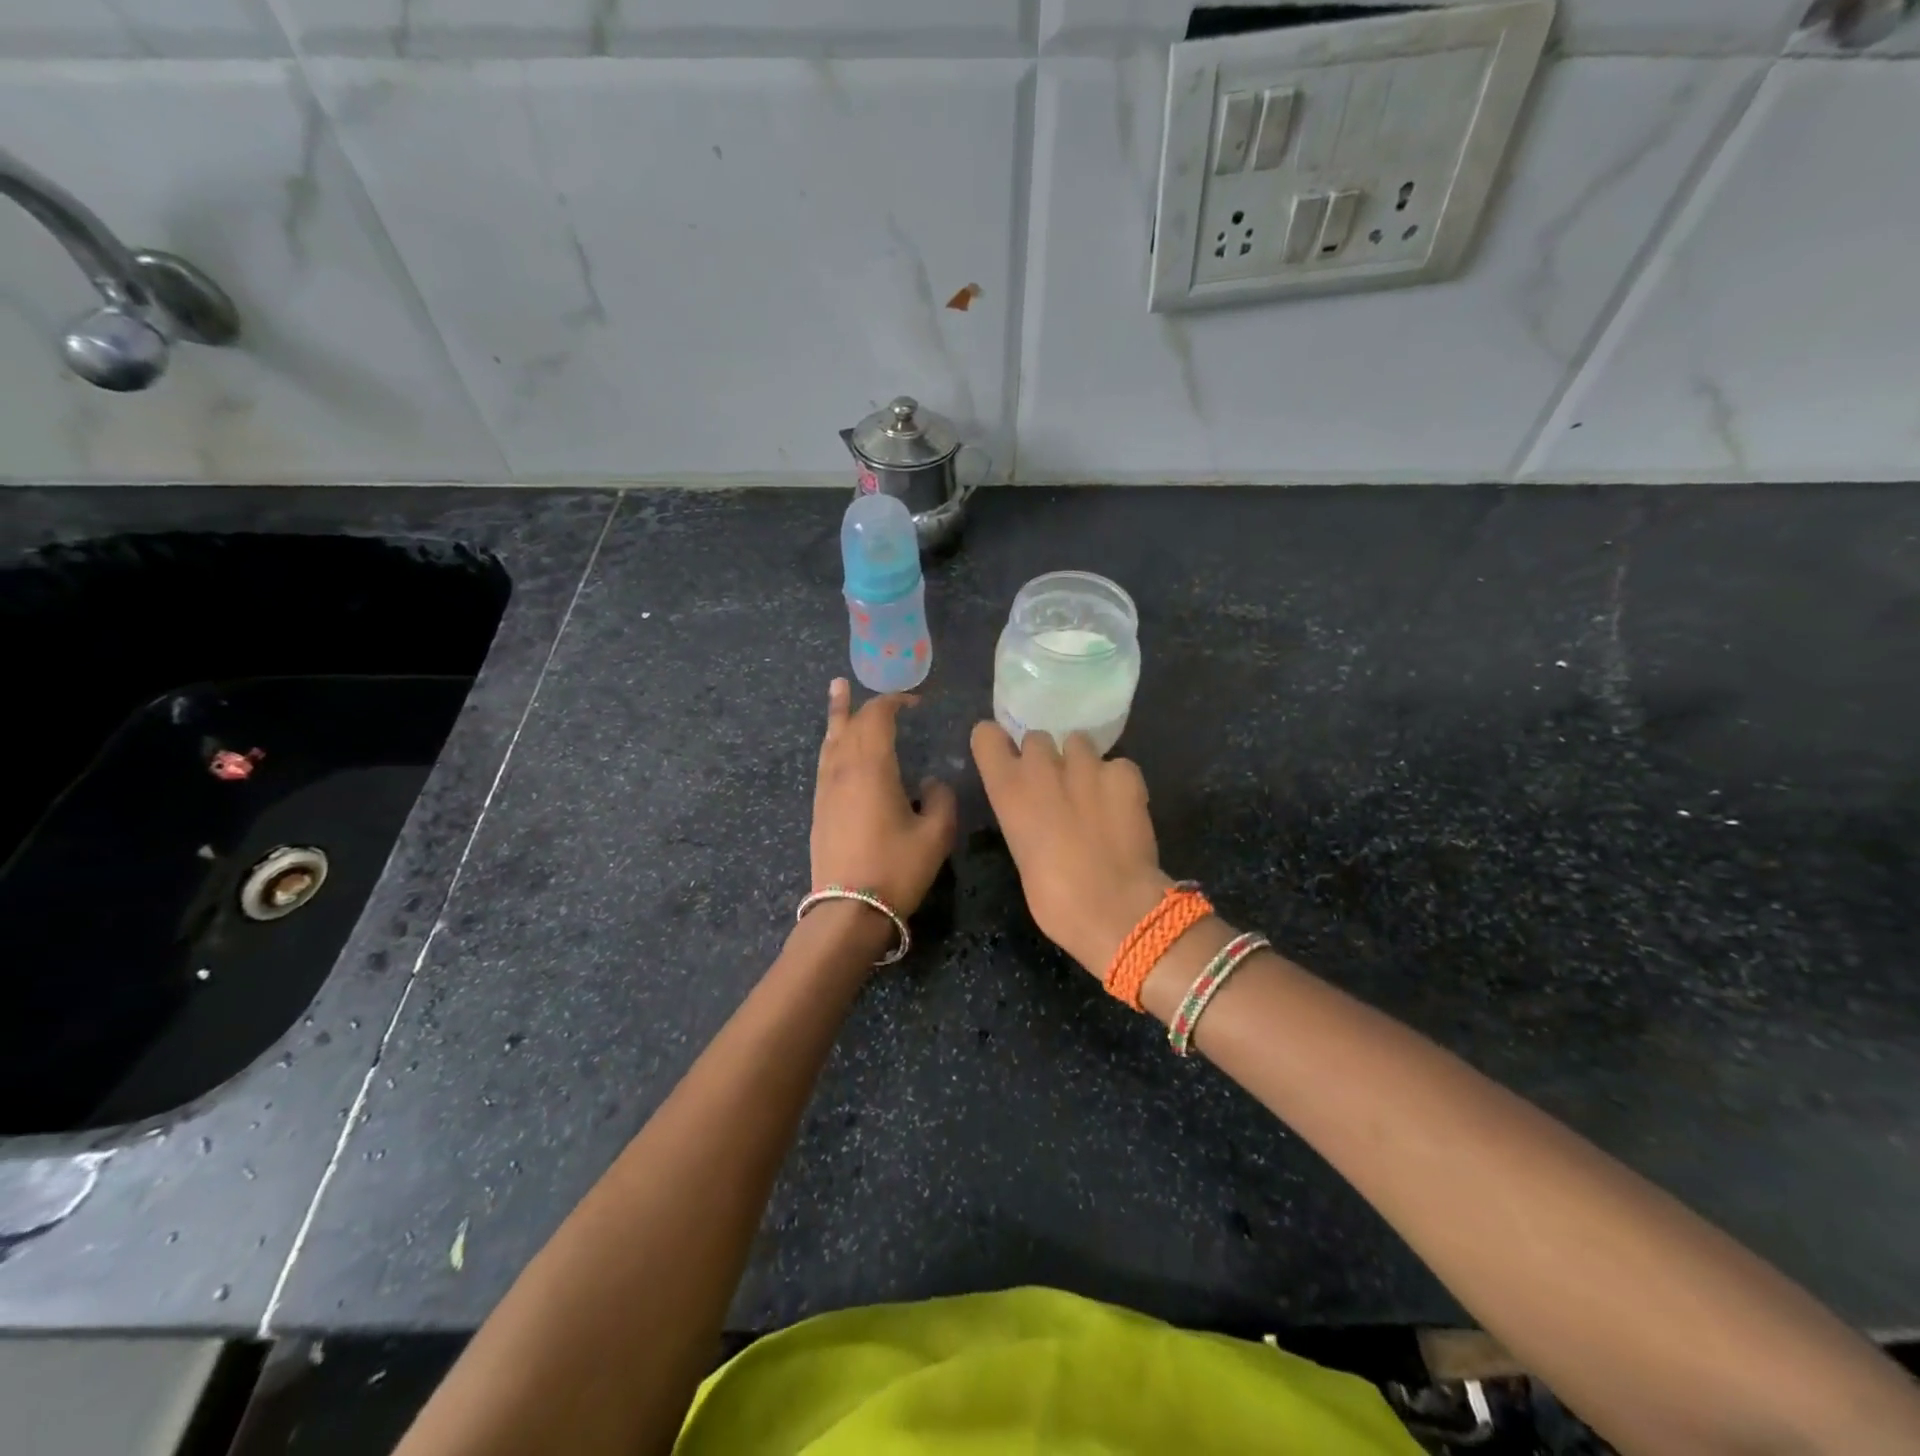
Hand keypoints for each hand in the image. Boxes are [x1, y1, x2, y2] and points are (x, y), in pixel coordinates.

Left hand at [811, 679, 956, 918]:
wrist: (848, 911)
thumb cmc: (897, 868)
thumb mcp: (936, 834)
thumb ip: (941, 799)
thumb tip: (932, 784)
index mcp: (871, 766)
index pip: (877, 717)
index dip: (894, 702)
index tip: (915, 702)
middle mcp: (842, 769)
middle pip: (847, 724)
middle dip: (857, 703)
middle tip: (854, 685)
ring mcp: (826, 790)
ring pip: (829, 741)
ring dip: (836, 717)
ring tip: (836, 694)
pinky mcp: (819, 810)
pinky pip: (825, 762)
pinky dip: (832, 744)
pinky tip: (836, 748)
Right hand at [970, 723, 1174, 974]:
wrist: (1114, 909)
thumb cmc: (1054, 899)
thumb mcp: (1022, 853)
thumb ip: (1025, 818)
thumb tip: (1039, 814)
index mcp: (1008, 790)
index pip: (986, 736)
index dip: (997, 743)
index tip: (1006, 757)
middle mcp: (1042, 767)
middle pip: (1037, 738)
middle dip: (1045, 758)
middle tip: (1057, 788)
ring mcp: (1087, 765)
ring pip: (1079, 744)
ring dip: (1082, 764)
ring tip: (1094, 795)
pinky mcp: (1125, 774)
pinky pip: (1118, 765)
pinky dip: (1118, 782)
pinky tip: (1123, 808)